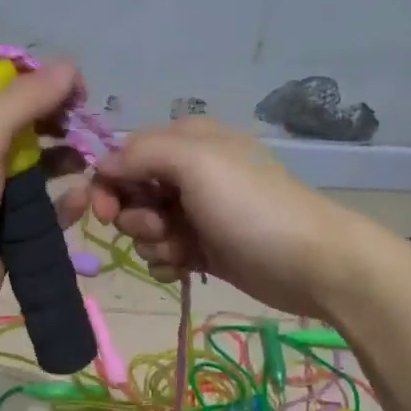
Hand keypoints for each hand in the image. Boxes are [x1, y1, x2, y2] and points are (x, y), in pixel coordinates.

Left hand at [0, 61, 88, 357]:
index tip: (76, 89)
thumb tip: (69, 65)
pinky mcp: (10, 234)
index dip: (39, 83)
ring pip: (40, 170)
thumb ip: (22, 101)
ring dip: (67, 163)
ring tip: (94, 163)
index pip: (2, 89)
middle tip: (89, 129)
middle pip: (27, 128)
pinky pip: (46, 212)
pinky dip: (65, 204)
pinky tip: (82, 200)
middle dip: (59, 125)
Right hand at [90, 117, 370, 317]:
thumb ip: (142, 153)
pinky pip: (163, 255)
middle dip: (136, 217)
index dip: (110, 183)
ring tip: (184, 250)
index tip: (107, 211)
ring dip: (154, 243)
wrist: (308, 262)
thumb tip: (102, 164)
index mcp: (187, 142)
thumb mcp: (196, 163)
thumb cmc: (250, 207)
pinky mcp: (203, 249)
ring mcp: (196, 213)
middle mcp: (188, 174)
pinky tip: (186, 268)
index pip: (125, 155)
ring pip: (144, 229)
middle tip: (161, 227)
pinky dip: (167, 263)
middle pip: (131, 194)